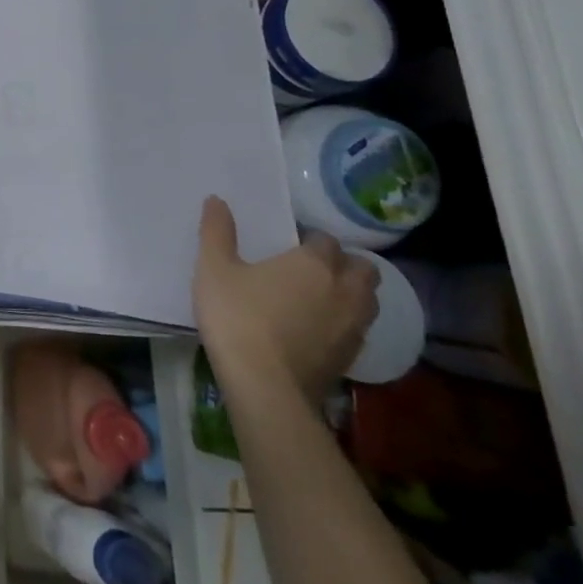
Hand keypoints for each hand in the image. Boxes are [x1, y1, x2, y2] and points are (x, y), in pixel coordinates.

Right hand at [193, 195, 379, 404]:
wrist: (263, 384)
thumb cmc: (237, 316)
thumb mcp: (214, 268)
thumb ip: (217, 232)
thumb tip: (217, 199)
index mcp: (314, 264)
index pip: (326, 241)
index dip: (310, 240)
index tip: (289, 245)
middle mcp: (343, 291)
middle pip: (363, 269)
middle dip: (345, 264)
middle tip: (314, 267)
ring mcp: (352, 327)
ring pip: (368, 300)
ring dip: (352, 293)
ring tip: (322, 296)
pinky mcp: (351, 357)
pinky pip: (359, 329)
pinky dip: (346, 322)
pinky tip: (319, 328)